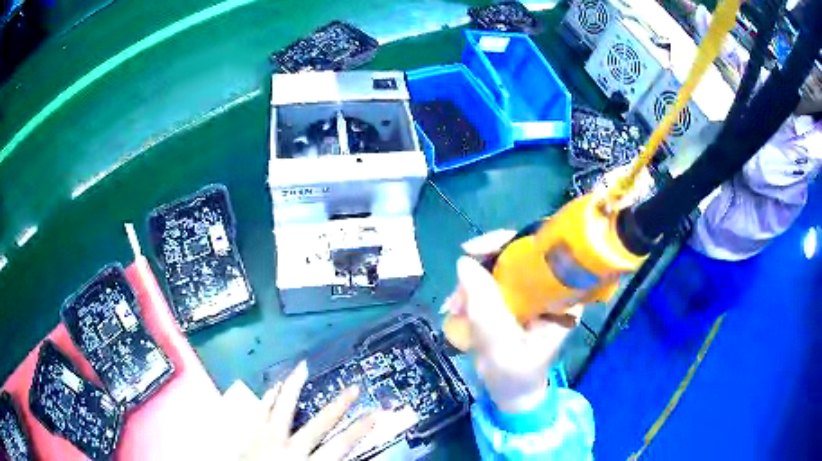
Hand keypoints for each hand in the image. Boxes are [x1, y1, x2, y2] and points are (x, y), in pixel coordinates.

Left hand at [243, 361, 377, 460]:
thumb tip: (342, 458)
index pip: (339, 447)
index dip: (359, 431)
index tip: (374, 415)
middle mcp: (291, 448)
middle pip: (319, 425)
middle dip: (338, 406)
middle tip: (354, 387)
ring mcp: (268, 438)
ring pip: (284, 408)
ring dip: (294, 387)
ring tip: (302, 367)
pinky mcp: (251, 433)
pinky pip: (261, 410)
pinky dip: (269, 397)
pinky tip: (274, 385)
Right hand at [442, 230, 580, 413]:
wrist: (512, 394)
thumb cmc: (515, 376)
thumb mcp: (500, 346)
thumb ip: (484, 306)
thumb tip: (463, 262)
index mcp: (563, 297)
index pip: (542, 252)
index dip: (508, 243)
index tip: (474, 250)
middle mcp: (551, 289)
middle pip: (517, 256)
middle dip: (482, 269)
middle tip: (457, 293)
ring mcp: (533, 293)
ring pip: (501, 268)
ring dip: (473, 283)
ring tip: (453, 307)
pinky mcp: (517, 300)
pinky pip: (493, 283)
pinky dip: (473, 291)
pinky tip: (458, 308)